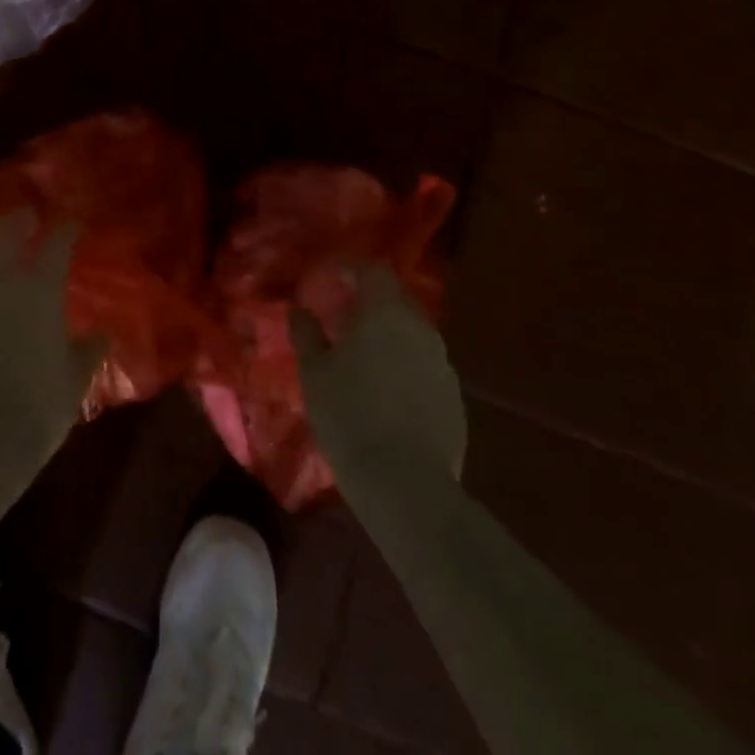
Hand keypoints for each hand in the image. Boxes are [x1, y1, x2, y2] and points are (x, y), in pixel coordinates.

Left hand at [0, 211, 103, 484]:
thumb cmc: (37, 406)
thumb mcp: (75, 379)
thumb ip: (89, 350)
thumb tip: (101, 334)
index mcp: (39, 290)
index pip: (56, 244)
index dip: (67, 229)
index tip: (73, 223)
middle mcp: (0, 284)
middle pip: (4, 234)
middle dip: (17, 219)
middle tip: (27, 215)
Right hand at [290, 260, 466, 482]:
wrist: (406, 486)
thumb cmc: (350, 417)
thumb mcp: (314, 373)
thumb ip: (306, 334)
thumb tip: (300, 310)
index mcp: (386, 314)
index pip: (372, 270)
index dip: (350, 267)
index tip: (330, 276)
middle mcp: (421, 330)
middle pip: (396, 298)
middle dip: (369, 299)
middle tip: (342, 315)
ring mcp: (443, 365)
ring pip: (412, 333)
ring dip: (388, 333)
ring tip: (361, 354)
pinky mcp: (454, 399)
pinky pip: (424, 365)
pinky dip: (403, 364)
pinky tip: (385, 391)